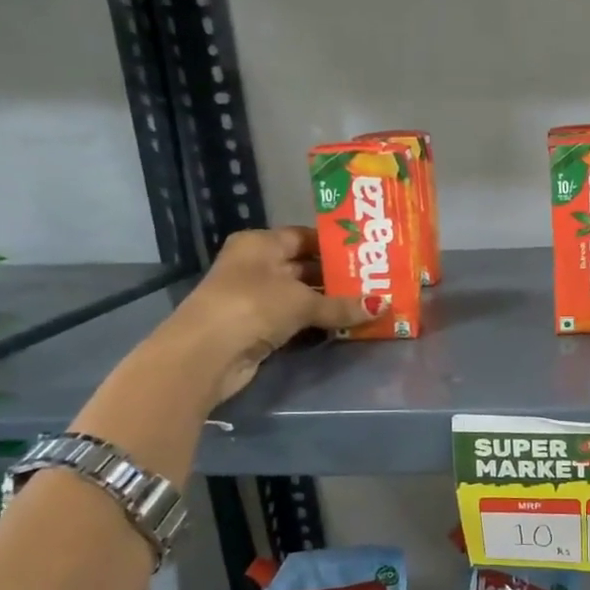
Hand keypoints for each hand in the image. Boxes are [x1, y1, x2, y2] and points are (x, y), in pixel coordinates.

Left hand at [163, 227, 377, 405]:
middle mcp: (257, 265)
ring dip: (330, 302)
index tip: (367, 252)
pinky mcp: (259, 326)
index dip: (334, 244)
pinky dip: (317, 321)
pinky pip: (296, 318)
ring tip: (368, 303)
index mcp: (260, 244)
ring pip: (302, 294)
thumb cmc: (253, 306)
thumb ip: (342, 305)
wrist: (207, 353)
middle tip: (376, 280)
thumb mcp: (302, 302)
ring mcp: (256, 297)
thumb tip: (383, 306)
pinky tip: (346, 325)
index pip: (304, 236)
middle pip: (304, 266)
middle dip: (338, 276)